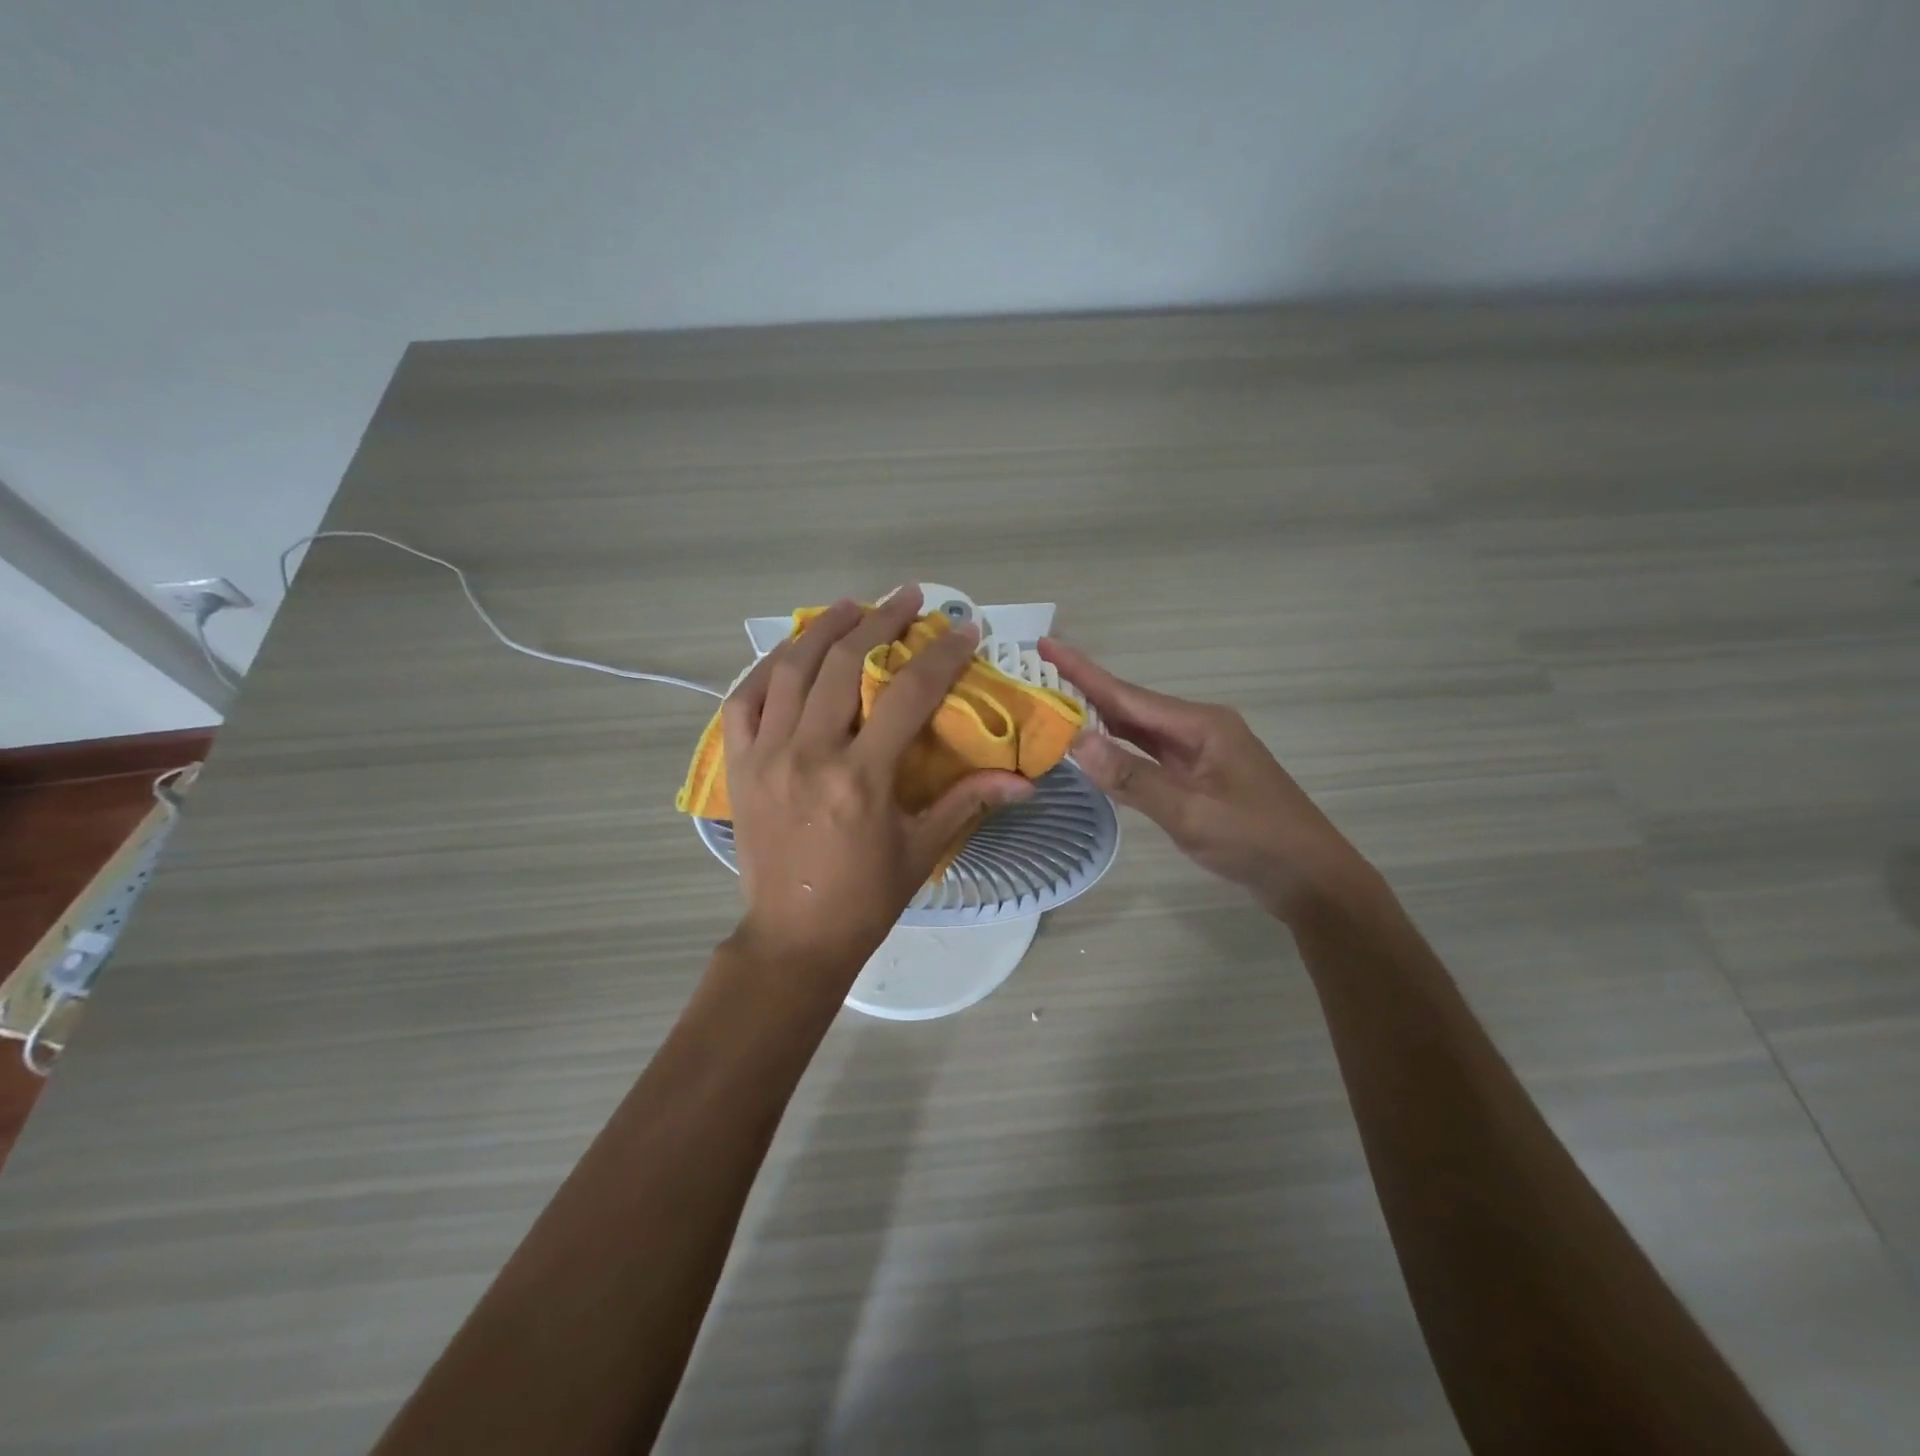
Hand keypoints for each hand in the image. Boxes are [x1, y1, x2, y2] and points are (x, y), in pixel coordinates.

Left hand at [722, 589, 1034, 983]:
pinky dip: (767, 667)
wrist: (793, 938)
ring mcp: (765, 755)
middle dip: (881, 620)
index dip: (940, 654)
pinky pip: (743, 699)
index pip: (907, 693)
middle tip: (909, 598)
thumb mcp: (922, 849)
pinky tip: (790, 651)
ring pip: (791, 669)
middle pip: (844, 663)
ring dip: (823, 628)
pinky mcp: (737, 765)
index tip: (963, 628)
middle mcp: (809, 754)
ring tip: (852, 606)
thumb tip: (1025, 781)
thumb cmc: (865, 898)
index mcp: (861, 778)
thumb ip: (968, 801)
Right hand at [1040, 639, 1375, 921]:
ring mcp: (1201, 753)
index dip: (1083, 671)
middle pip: (1132, 705)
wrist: (1311, 879)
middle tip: (1040, 673)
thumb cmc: (1255, 842)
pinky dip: (1120, 748)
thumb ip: (1132, 777)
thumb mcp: (1190, 813)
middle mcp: (1199, 729)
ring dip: (1101, 718)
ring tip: (1058, 703)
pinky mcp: (1201, 777)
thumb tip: (1076, 741)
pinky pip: (1150, 753)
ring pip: (1140, 729)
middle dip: (1086, 689)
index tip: (1046, 644)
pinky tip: (1098, 749)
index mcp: (1200, 725)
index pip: (1127, 695)